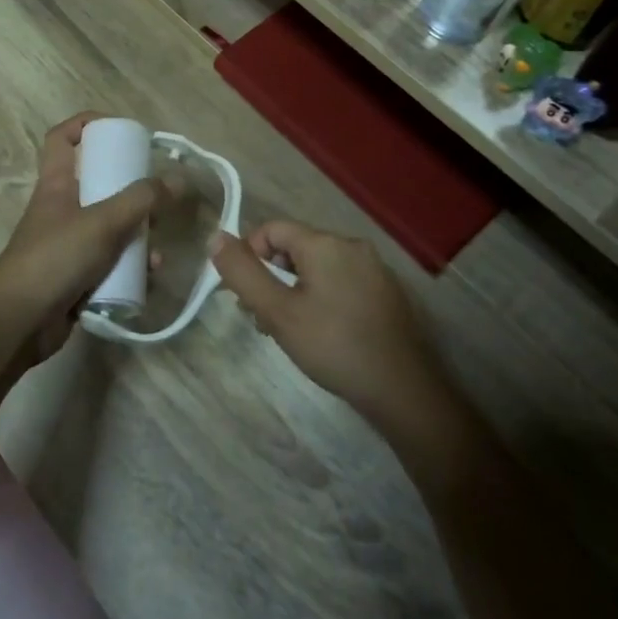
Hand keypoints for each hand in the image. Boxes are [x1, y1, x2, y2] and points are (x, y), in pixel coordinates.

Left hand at [0, 112, 168, 368]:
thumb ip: (142, 200)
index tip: (120, 129)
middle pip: (96, 184)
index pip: (62, 138)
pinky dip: (129, 267)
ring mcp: (67, 244)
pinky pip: (109, 263)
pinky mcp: (75, 276)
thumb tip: (178, 179)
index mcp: (57, 184)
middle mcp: (61, 209)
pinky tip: (148, 277)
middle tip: (157, 195)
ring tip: (156, 249)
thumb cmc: (54, 259)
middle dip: (129, 189)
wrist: (17, 323)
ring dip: (136, 236)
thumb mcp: (102, 223)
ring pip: (109, 228)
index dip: (86, 124)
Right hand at [210, 221, 452, 429]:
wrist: (402, 389)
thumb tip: (215, 236)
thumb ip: (243, 273)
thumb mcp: (277, 312)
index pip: (272, 229)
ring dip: (294, 291)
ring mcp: (374, 269)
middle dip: (271, 277)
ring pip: (318, 267)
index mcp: (325, 243)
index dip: (250, 255)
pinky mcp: (386, 292)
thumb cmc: (334, 346)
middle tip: (263, 319)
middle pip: (295, 248)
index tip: (244, 295)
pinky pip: (341, 282)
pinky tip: (322, 334)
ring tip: (289, 331)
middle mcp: (351, 245)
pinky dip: (322, 299)